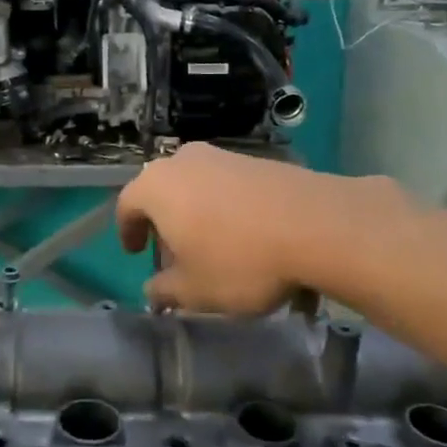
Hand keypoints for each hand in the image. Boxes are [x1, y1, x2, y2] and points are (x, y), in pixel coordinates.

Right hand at [116, 143, 407, 313]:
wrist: (320, 226)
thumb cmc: (241, 260)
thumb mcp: (195, 290)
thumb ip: (166, 291)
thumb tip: (154, 290)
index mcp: (158, 186)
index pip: (127, 204)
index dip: (127, 231)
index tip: (135, 253)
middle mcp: (186, 161)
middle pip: (163, 191)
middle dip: (163, 221)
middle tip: (173, 253)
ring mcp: (226, 156)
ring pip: (197, 185)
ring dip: (196, 213)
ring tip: (212, 246)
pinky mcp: (262, 160)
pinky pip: (229, 184)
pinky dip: (227, 206)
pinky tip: (246, 234)